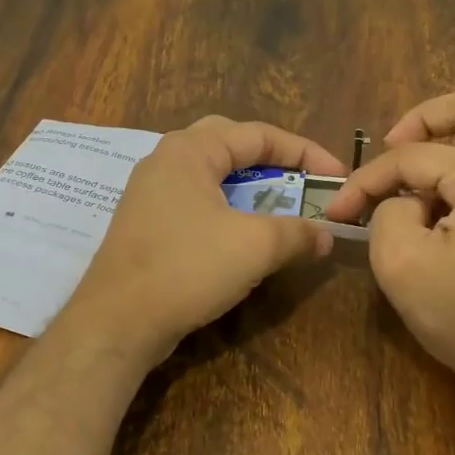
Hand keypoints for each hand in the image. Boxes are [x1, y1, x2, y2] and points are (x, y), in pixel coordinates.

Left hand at [67, 116, 344, 362]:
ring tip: (277, 206)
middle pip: (230, 144)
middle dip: (272, 161)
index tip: (336, 177)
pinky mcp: (146, 224)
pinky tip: (239, 235)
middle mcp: (166, 161)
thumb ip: (298, 233)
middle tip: (301, 181)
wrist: (118, 321)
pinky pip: (195, 202)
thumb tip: (326, 236)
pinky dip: (226, 210)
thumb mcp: (255, 246)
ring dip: (249, 188)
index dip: (304, 153)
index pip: (258, 134)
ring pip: (211, 176)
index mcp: (190, 150)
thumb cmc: (187, 268)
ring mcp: (150, 193)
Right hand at [324, 90, 454, 413]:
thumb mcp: (402, 264)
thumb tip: (402, 200)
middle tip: (390, 147)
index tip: (338, 210)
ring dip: (443, 146)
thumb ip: (387, 212)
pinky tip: (436, 210)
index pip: (414, 156)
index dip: (366, 180)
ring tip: (408, 185)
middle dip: (423, 119)